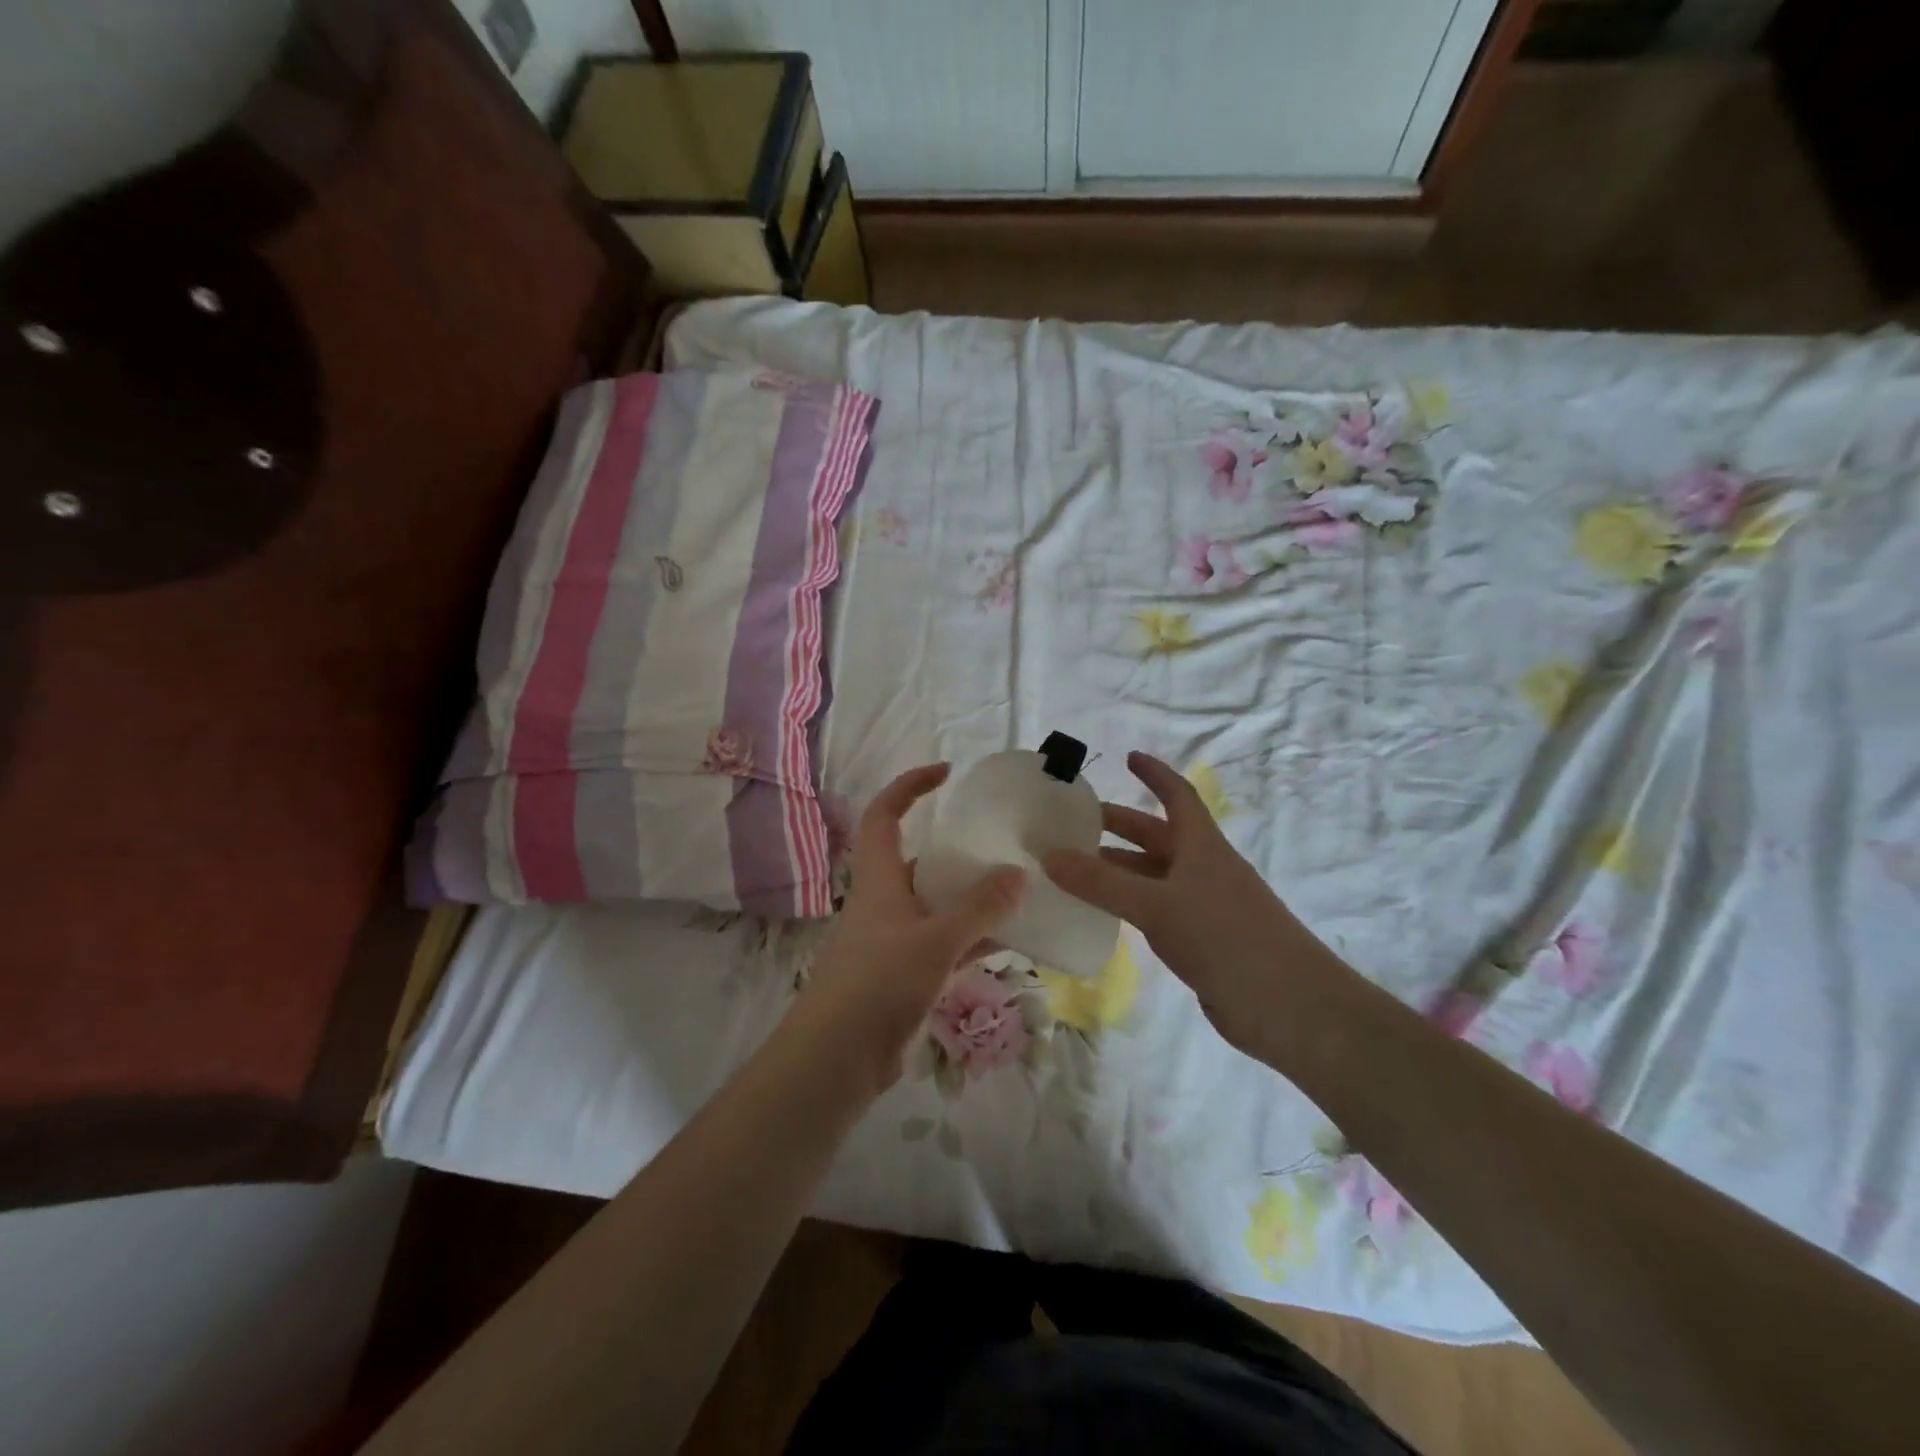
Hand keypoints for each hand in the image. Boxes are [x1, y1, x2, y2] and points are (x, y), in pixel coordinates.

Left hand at [793, 764, 1026, 1091]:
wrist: (837, 1059)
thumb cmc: (878, 984)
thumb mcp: (935, 941)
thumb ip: (979, 910)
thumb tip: (1018, 875)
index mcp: (878, 879)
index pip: (885, 814)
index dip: (910, 786)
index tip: (947, 773)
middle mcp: (884, 902)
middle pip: (918, 860)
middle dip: (956, 850)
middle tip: (1000, 846)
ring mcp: (894, 940)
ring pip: (936, 905)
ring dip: (970, 899)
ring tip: (1016, 890)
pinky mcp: (905, 975)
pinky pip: (945, 944)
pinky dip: (973, 939)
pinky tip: (1010, 941)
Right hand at [1042, 751, 1342, 1057]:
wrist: (1288, 1006)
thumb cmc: (1225, 937)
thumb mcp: (1157, 904)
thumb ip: (1101, 883)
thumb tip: (1048, 856)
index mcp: (1202, 846)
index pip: (1177, 796)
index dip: (1155, 774)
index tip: (1128, 757)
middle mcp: (1203, 869)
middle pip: (1157, 836)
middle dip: (1120, 826)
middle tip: (1074, 824)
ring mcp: (1203, 906)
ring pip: (1152, 877)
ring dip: (1117, 870)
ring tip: (1073, 870)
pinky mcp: (1200, 941)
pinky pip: (1155, 911)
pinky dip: (1127, 906)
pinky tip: (1101, 915)